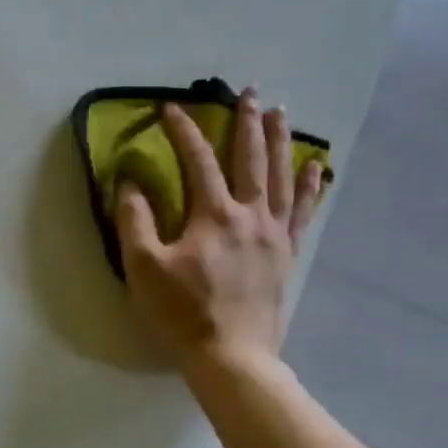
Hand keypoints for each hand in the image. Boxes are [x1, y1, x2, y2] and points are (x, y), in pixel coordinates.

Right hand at [114, 91, 323, 371]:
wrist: (231, 355)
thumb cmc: (182, 312)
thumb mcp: (144, 268)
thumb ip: (135, 221)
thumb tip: (131, 182)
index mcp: (213, 215)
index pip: (197, 160)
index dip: (183, 131)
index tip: (169, 108)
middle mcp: (250, 214)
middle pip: (250, 158)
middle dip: (247, 122)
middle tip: (249, 92)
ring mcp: (274, 234)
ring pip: (282, 176)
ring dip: (281, 141)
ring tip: (281, 113)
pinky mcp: (286, 254)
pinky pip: (302, 211)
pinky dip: (310, 185)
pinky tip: (316, 167)